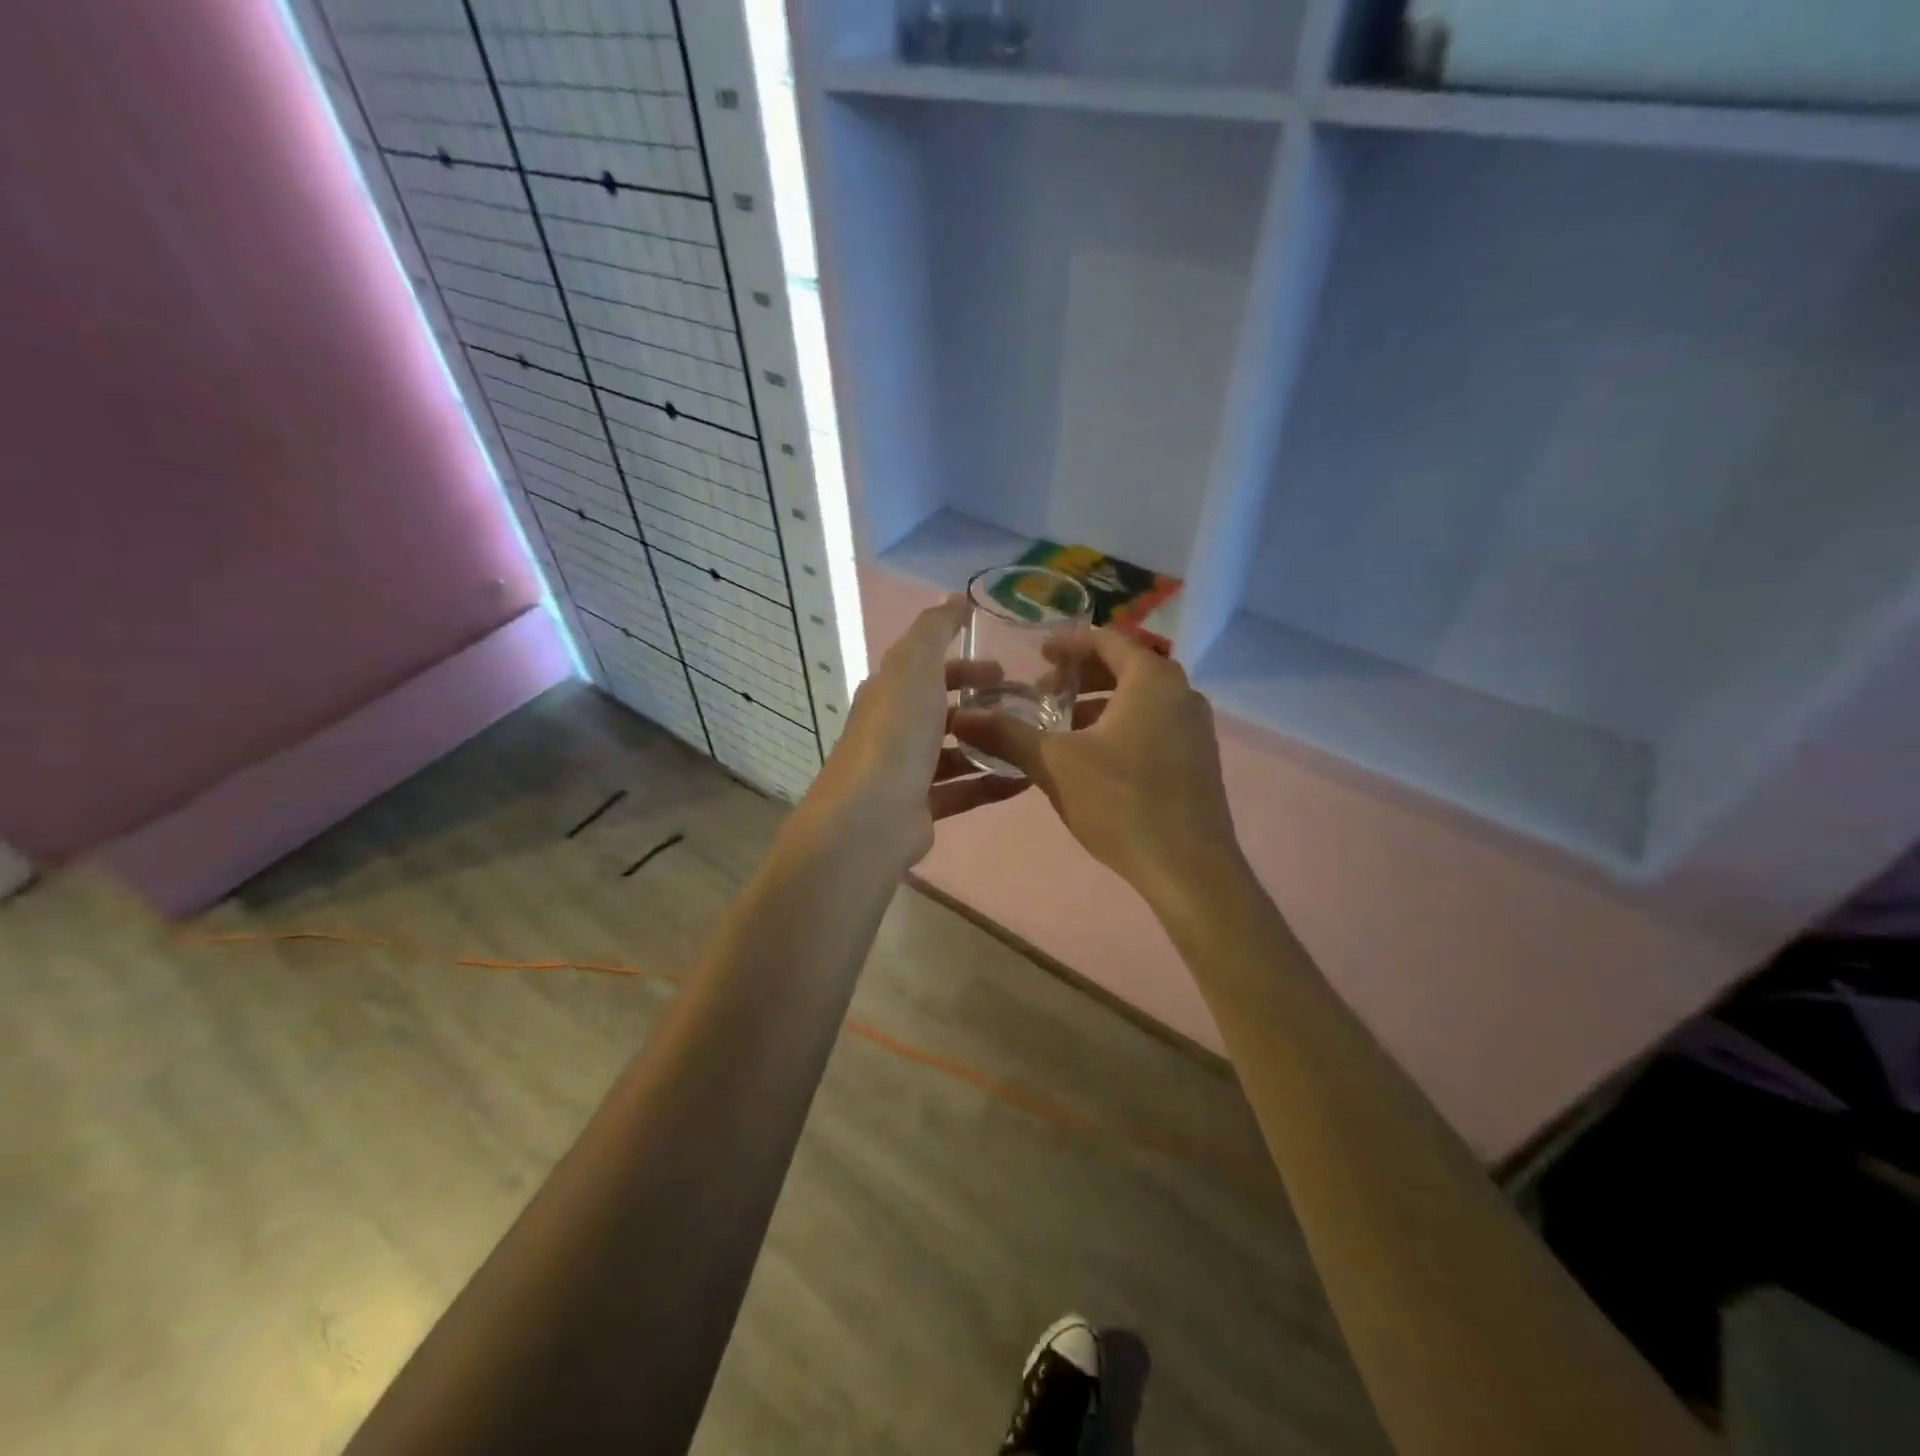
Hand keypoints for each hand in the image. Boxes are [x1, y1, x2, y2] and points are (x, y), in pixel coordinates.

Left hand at [801, 597, 1029, 867]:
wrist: (871, 817)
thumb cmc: (895, 733)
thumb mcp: (914, 665)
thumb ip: (935, 629)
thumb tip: (955, 597)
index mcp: (888, 693)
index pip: (927, 670)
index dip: (963, 666)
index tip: (1003, 669)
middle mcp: (894, 730)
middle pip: (942, 712)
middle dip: (982, 706)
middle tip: (1025, 706)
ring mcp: (906, 772)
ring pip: (955, 753)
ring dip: (991, 744)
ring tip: (1033, 740)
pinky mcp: (921, 809)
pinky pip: (964, 790)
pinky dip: (993, 782)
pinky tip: (1027, 778)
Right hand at [950, 628, 1240, 898]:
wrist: (1188, 869)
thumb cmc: (1122, 802)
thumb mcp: (1055, 764)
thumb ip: (1007, 734)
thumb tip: (961, 717)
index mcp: (1152, 679)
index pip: (1107, 640)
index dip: (1069, 643)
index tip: (1039, 655)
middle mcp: (1182, 693)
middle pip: (1126, 667)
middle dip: (1082, 676)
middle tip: (1045, 693)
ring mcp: (1197, 729)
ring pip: (1142, 700)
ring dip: (1101, 704)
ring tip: (1064, 726)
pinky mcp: (1200, 761)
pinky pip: (1156, 725)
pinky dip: (1123, 726)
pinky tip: (1096, 759)